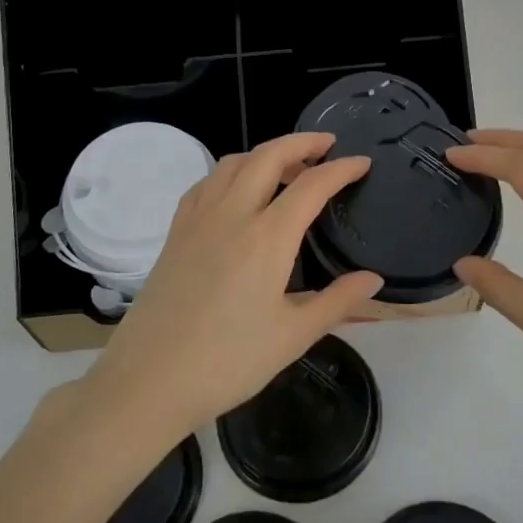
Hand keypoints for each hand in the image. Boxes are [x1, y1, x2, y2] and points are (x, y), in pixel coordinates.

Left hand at [81, 133, 383, 441]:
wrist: (148, 379)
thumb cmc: (228, 361)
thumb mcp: (293, 336)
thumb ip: (338, 302)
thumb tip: (373, 280)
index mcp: (267, 237)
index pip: (312, 185)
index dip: (341, 169)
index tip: (362, 163)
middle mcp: (232, 214)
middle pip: (268, 156)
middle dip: (301, 143)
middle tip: (327, 145)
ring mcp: (198, 219)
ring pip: (233, 163)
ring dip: (264, 153)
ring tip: (286, 166)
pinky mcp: (175, 233)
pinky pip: (206, 184)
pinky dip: (230, 172)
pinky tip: (236, 191)